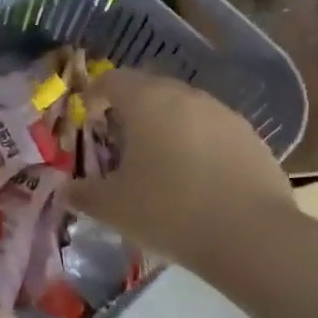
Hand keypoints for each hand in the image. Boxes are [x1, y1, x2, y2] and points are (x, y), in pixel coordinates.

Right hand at [67, 68, 293, 270]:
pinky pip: (213, 130)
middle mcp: (186, 96)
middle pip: (150, 89)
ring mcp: (224, 115)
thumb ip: (83, 194)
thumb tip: (65, 190)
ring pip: (184, 109)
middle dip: (131, 109)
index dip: (95, 94)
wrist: (252, 237)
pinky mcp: (251, 138)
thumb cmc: (169, 211)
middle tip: (119, 141)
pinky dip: (197, 143)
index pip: (113, 79)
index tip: (89, 117)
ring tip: (159, 161)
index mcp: (147, 102)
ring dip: (166, 125)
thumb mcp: (113, 208)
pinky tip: (197, 178)